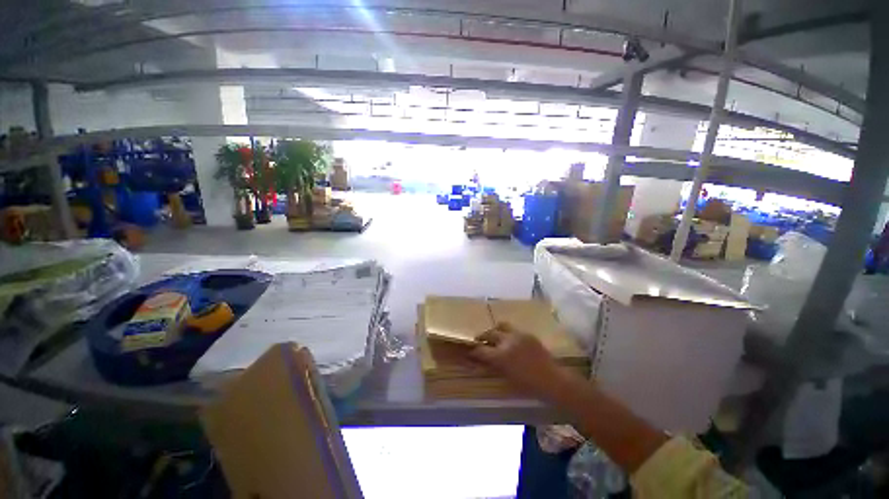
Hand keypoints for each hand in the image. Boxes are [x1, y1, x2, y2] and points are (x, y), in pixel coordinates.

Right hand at [470, 323, 565, 399]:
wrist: (553, 380)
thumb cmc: (529, 386)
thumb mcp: (507, 378)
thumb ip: (494, 366)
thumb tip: (483, 360)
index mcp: (501, 356)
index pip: (481, 350)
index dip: (474, 351)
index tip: (470, 351)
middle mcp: (507, 341)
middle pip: (489, 333)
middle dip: (482, 337)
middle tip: (479, 341)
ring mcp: (518, 335)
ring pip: (501, 326)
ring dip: (495, 330)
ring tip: (494, 336)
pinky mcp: (527, 334)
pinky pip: (513, 329)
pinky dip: (508, 333)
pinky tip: (510, 341)